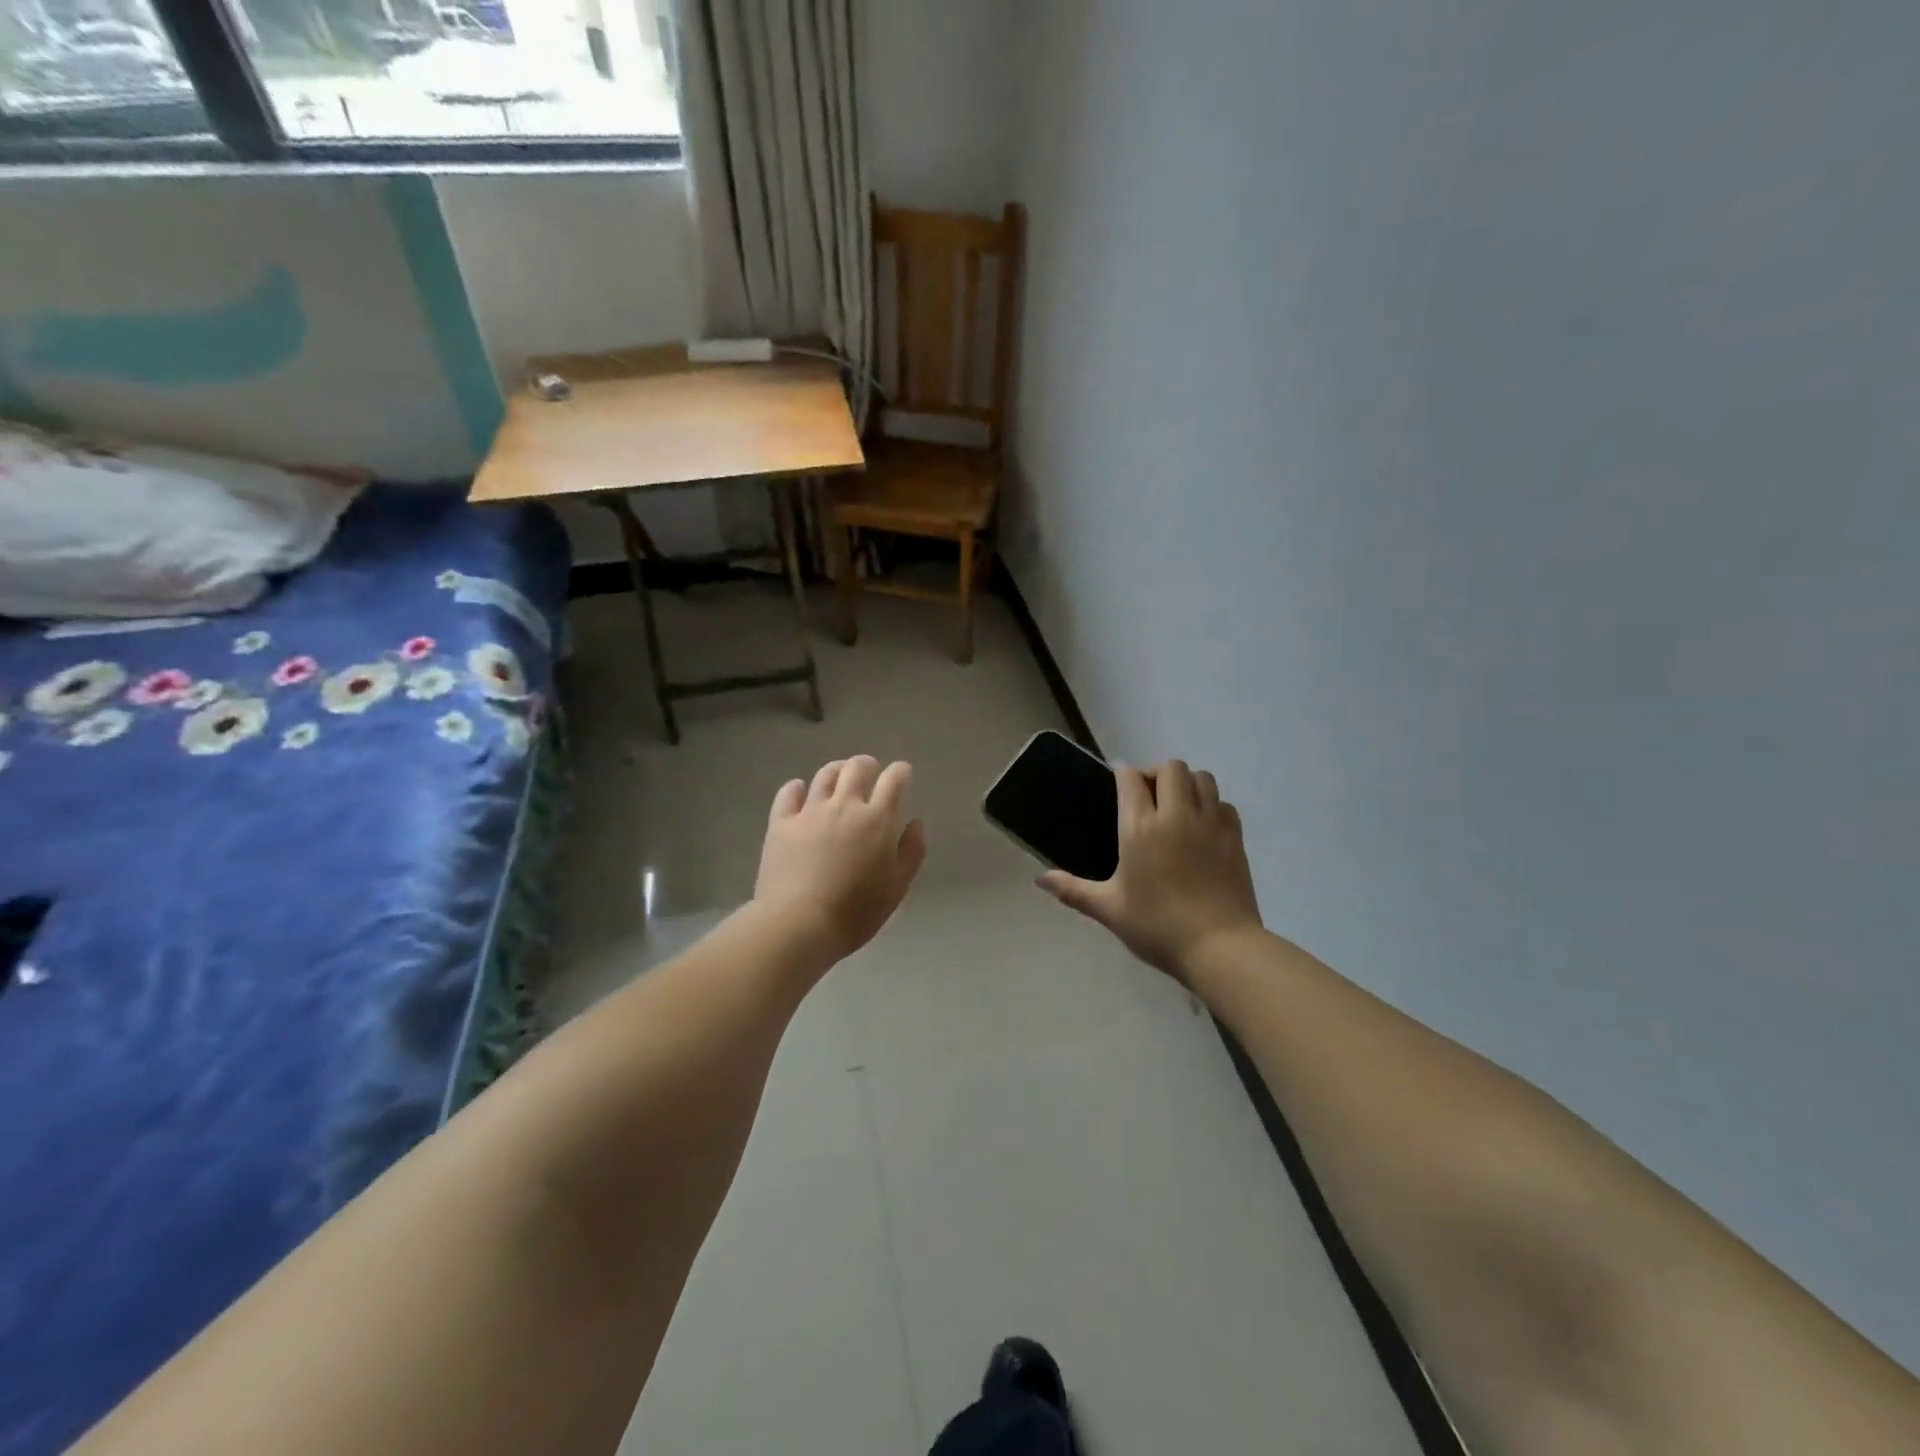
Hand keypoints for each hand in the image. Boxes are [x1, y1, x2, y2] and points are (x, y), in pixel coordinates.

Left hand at [754, 756, 927, 964]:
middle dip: (868, 766)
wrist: (799, 924)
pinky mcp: (781, 822)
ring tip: (839, 779)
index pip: (894, 779)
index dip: (901, 772)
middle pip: (857, 767)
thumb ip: (911, 852)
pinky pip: (789, 792)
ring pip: (825, 775)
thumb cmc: (856, 912)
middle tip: (870, 775)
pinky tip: (800, 792)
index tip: (903, 775)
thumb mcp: (897, 888)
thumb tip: (915, 822)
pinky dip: (797, 788)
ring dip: (837, 771)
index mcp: (877, 819)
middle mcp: (845, 805)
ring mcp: (810, 811)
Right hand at [1038, 760, 1262, 982]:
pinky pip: (1223, 803)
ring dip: (1186, 783)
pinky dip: (1212, 804)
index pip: (1131, 779)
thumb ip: (1073, 890)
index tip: (1117, 785)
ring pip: (1201, 778)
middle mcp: (1176, 814)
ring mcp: (1210, 823)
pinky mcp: (1235, 836)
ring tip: (1175, 805)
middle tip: (1147, 796)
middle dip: (1156, 773)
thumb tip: (1040, 880)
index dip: (1122, 775)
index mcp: (1140, 827)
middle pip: (1170, 768)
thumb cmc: (1157, 926)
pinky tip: (1202, 826)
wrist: (1220, 946)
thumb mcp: (1109, 910)